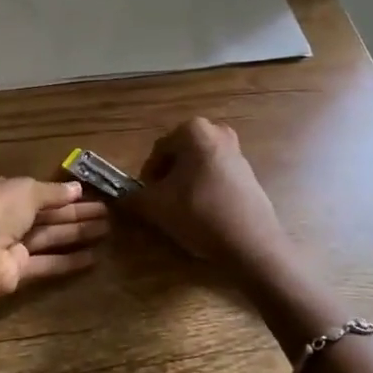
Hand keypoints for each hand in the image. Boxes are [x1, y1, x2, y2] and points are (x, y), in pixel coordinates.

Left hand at [0, 174, 109, 309]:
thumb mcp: (26, 190)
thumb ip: (53, 191)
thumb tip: (77, 188)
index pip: (34, 190)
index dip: (61, 193)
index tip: (87, 194)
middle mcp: (3, 216)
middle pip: (46, 214)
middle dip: (76, 213)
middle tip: (107, 214)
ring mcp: (9, 244)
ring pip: (49, 236)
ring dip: (77, 233)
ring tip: (107, 230)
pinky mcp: (16, 270)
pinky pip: (46, 262)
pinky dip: (68, 260)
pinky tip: (94, 257)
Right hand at [130, 118, 292, 279]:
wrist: (251, 242)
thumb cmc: (199, 213)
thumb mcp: (156, 206)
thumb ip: (133, 198)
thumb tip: (121, 198)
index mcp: (193, 130)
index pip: (158, 151)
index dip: (148, 176)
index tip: (147, 198)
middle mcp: (217, 132)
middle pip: (179, 156)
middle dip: (168, 178)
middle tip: (163, 203)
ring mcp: (237, 151)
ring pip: (198, 166)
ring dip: (186, 185)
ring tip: (182, 211)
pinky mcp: (248, 173)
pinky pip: (216, 176)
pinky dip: (205, 190)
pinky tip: (204, 214)